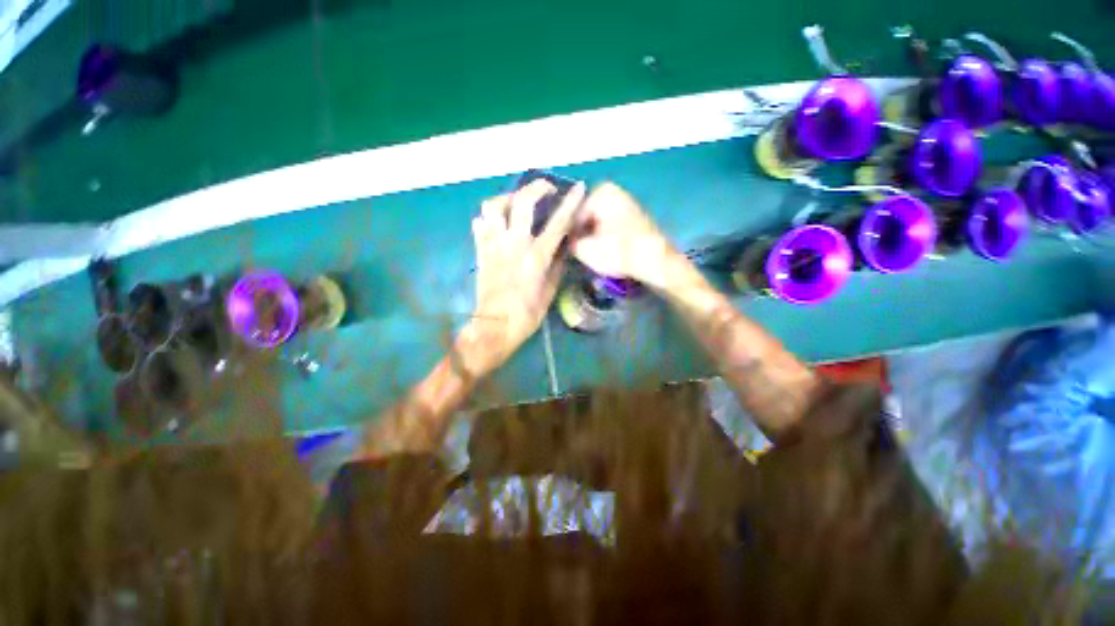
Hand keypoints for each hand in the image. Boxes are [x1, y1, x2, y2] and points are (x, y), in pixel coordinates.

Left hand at [467, 179, 585, 371]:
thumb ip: (557, 266)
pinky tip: (497, 225)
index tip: (578, 187)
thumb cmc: (527, 314)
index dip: (570, 203)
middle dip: (535, 188)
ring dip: (506, 199)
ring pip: (492, 207)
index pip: (557, 224)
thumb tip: (562, 247)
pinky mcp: (480, 252)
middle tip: (545, 189)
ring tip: (515, 204)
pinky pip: (479, 225)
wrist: (495, 326)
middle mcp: (514, 245)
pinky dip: (488, 220)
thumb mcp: (550, 292)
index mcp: (536, 257)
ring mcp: (494, 246)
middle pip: (521, 203)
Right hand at [570, 183, 677, 288]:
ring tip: (590, 254)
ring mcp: (626, 203)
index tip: (566, 250)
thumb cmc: (620, 252)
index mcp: (601, 192)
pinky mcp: (634, 217)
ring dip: (593, 237)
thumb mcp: (586, 250)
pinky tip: (605, 252)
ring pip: (598, 221)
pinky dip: (606, 237)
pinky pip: (611, 226)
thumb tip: (568, 241)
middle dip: (581, 233)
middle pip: (586, 215)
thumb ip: (571, 243)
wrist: (656, 261)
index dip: (568, 233)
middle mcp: (614, 192)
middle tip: (578, 252)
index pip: (572, 213)